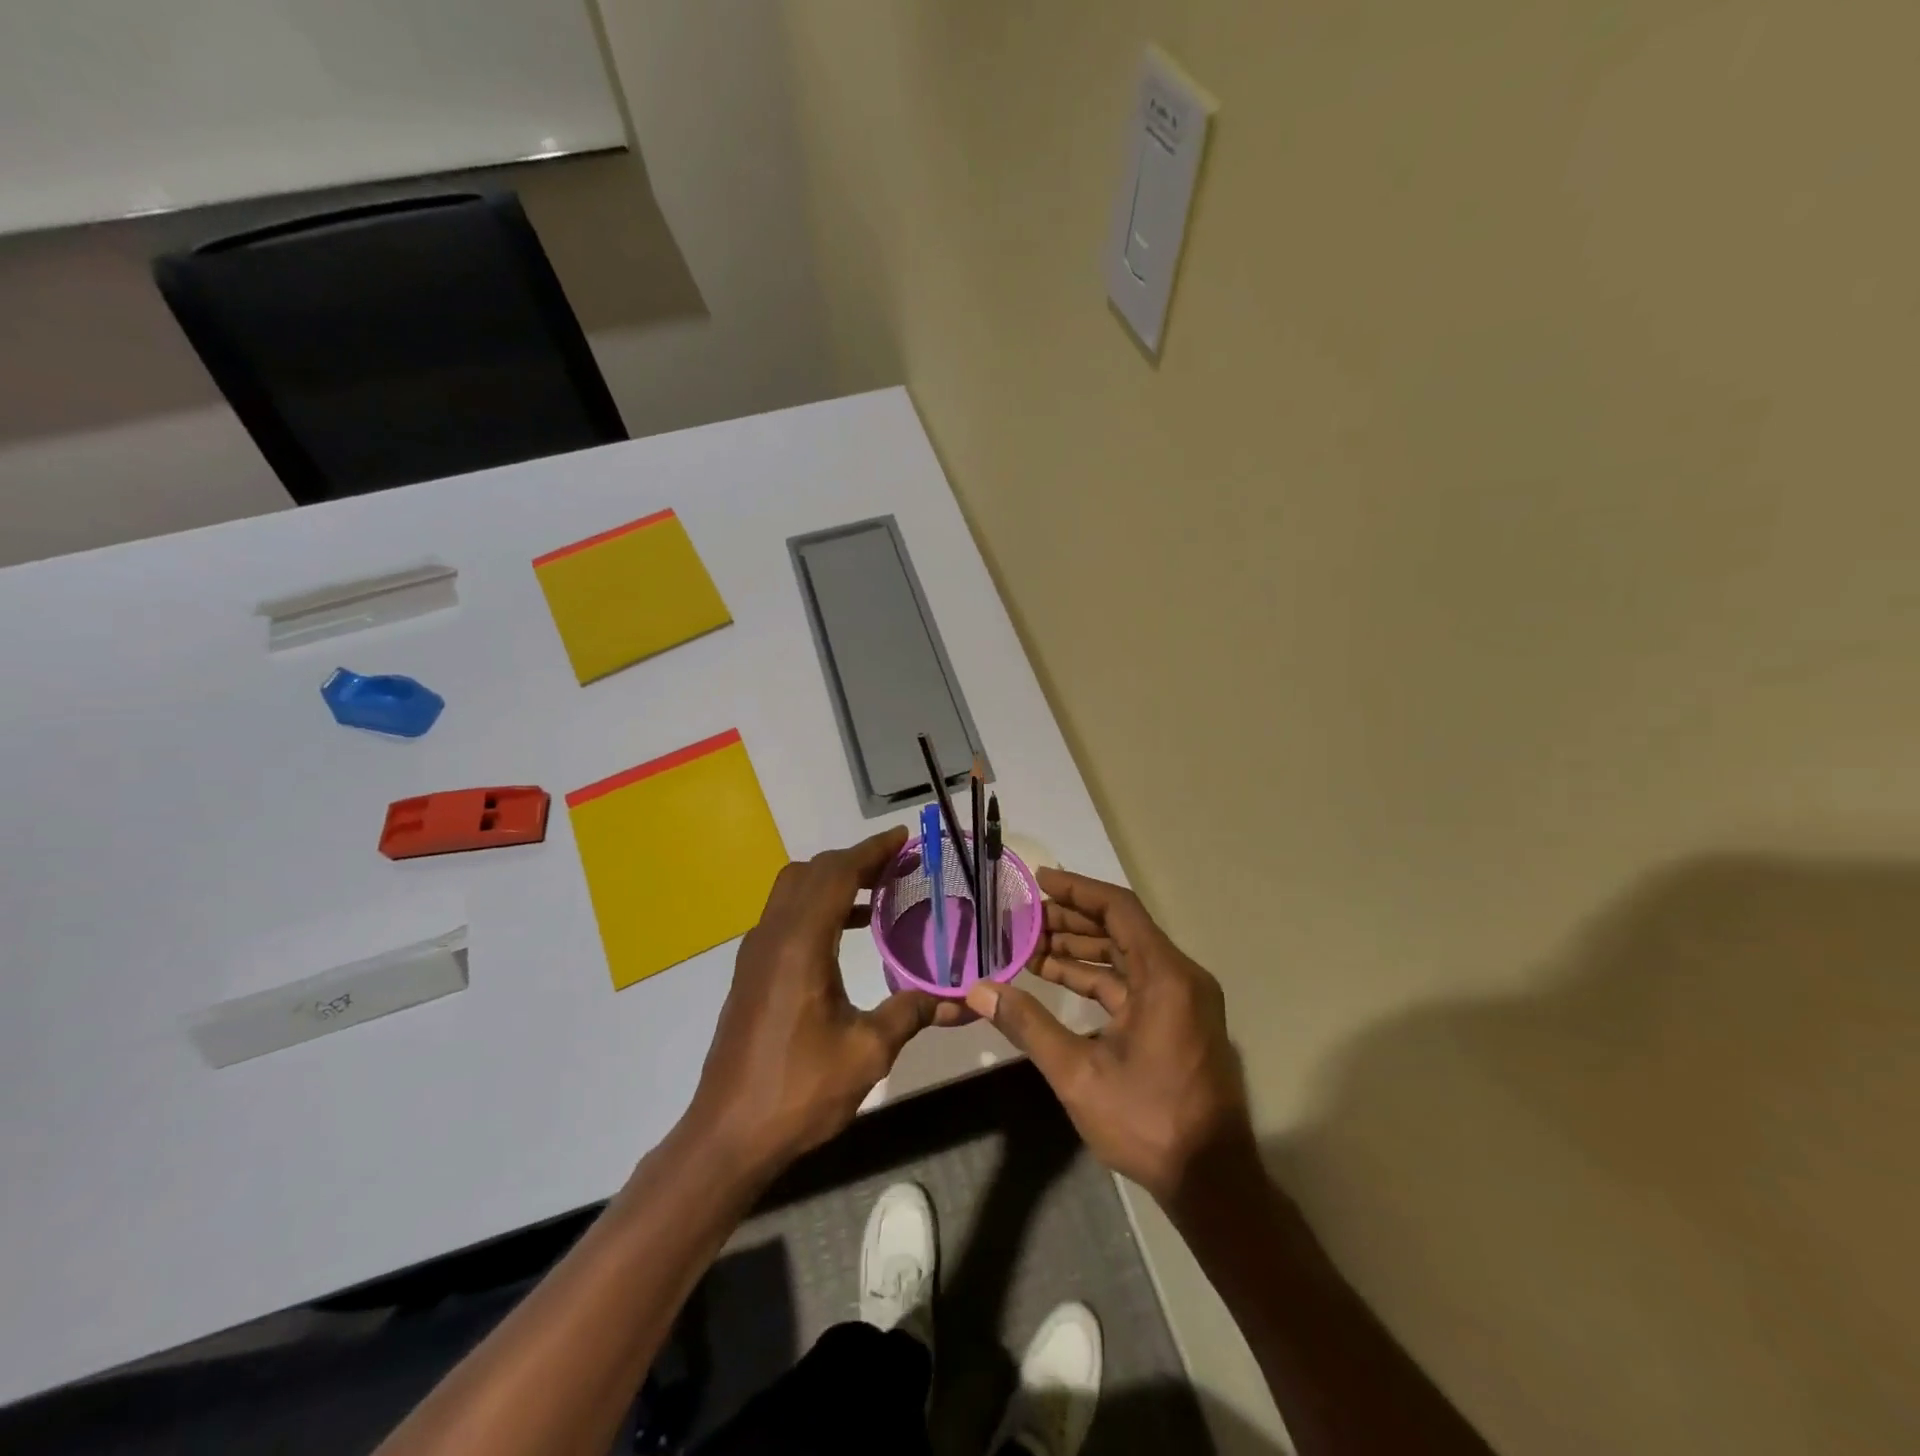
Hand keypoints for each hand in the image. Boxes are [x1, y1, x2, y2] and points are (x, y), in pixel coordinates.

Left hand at [685, 827, 963, 1178]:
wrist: (729, 1134)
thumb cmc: (799, 1090)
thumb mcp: (867, 1052)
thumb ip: (911, 1012)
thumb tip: (957, 999)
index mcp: (800, 944)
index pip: (837, 874)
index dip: (872, 850)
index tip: (903, 838)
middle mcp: (773, 936)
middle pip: (812, 872)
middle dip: (854, 860)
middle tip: (897, 866)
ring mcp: (756, 953)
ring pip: (793, 890)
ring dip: (833, 881)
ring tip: (878, 894)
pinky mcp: (751, 972)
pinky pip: (786, 916)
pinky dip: (817, 906)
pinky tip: (846, 934)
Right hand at [964, 868, 1255, 1206]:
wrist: (1211, 1181)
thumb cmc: (1148, 1121)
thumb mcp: (1079, 1073)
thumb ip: (1029, 1025)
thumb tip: (980, 990)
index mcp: (1165, 976)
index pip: (1118, 909)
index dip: (1077, 890)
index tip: (1039, 881)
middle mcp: (1179, 976)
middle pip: (1121, 929)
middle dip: (1071, 920)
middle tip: (1024, 916)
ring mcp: (1181, 999)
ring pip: (1125, 956)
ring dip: (1080, 949)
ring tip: (1030, 944)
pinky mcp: (1177, 1020)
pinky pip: (1132, 983)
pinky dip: (1096, 977)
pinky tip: (1055, 977)